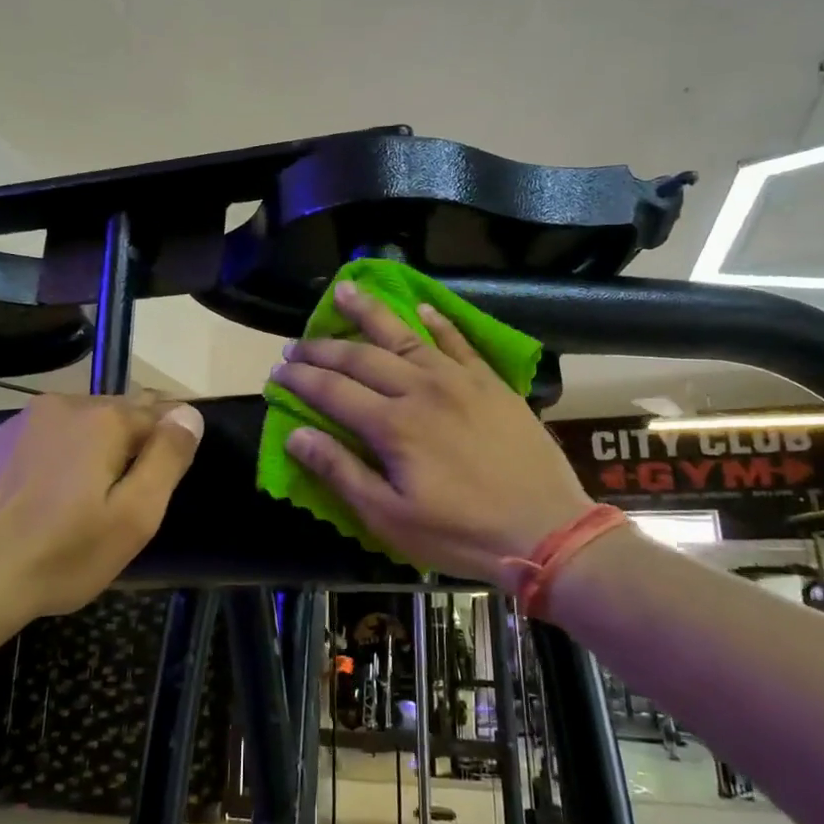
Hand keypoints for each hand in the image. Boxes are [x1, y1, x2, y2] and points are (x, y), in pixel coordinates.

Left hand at [0, 393, 202, 618]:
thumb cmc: (60, 554)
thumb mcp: (133, 516)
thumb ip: (167, 459)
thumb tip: (189, 414)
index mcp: (103, 418)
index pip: (159, 411)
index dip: (171, 441)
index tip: (169, 474)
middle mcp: (62, 405)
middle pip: (118, 414)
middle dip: (133, 443)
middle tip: (132, 495)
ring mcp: (21, 422)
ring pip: (79, 426)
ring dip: (95, 450)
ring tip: (91, 500)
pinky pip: (46, 441)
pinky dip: (59, 459)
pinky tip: (49, 500)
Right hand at [272, 282, 592, 583]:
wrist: (546, 529)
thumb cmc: (461, 532)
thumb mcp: (390, 517)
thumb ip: (340, 472)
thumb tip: (294, 435)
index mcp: (393, 426)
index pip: (332, 391)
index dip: (300, 380)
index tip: (276, 372)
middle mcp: (421, 389)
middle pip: (361, 358)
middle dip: (322, 348)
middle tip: (295, 344)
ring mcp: (459, 380)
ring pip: (405, 335)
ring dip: (371, 312)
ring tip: (345, 290)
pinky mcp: (490, 382)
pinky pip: (458, 341)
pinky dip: (436, 321)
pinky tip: (419, 307)